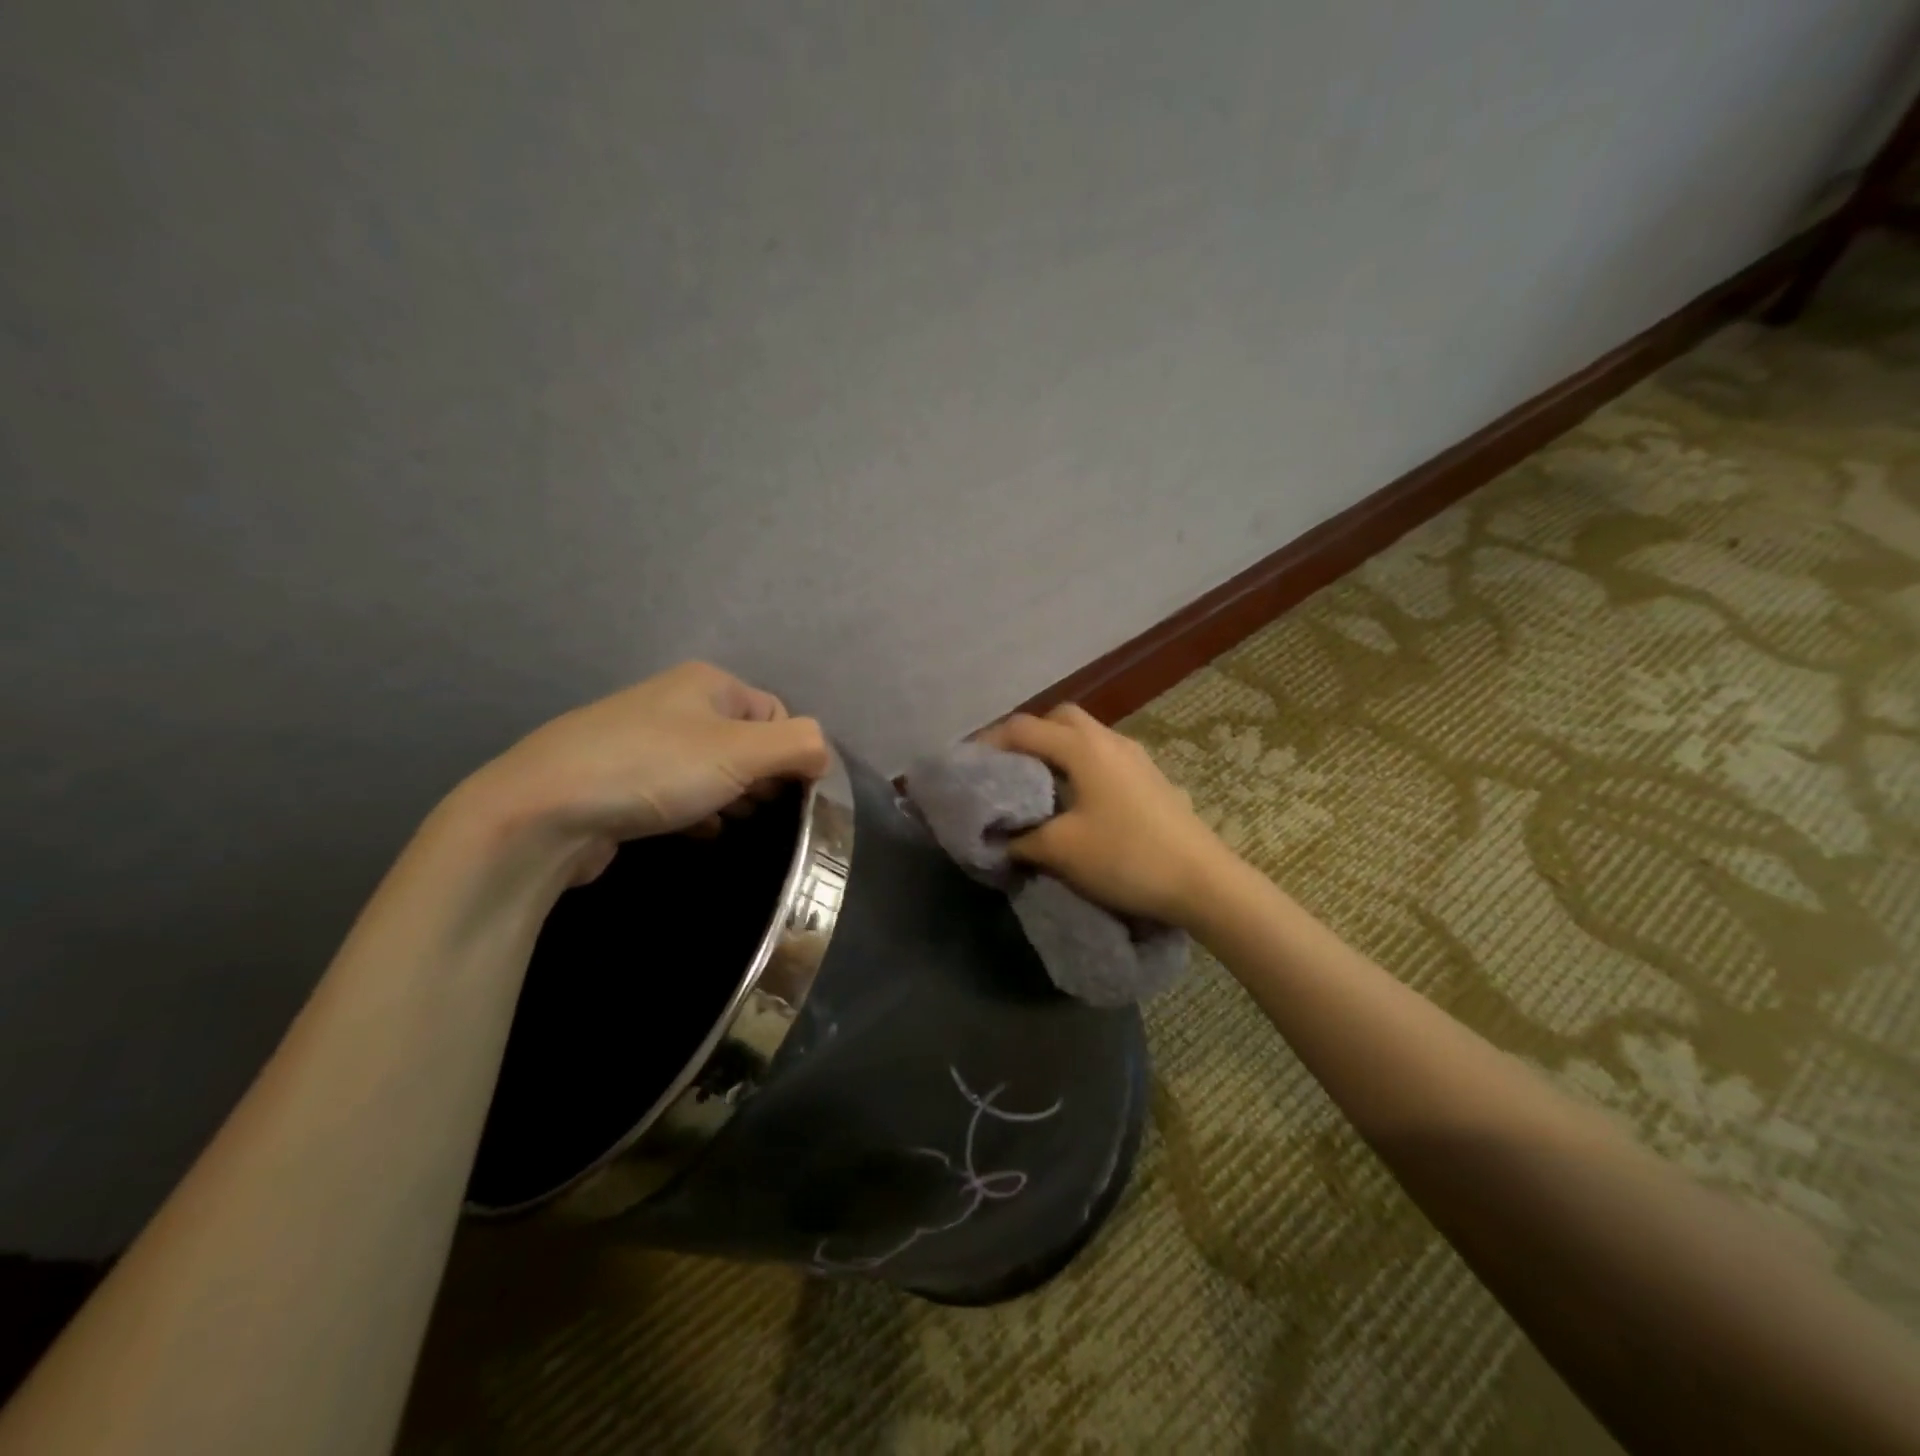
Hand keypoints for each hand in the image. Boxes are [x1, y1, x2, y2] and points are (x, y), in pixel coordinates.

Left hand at [456, 661, 830, 886]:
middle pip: (745, 742)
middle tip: (755, 810)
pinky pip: (677, 791)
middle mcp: (675, 702)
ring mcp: (643, 740)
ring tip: (727, 824)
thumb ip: (799, 745)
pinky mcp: (620, 779)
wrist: (543, 810)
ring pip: (711, 770)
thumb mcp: (741, 752)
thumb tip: (823, 754)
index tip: (785, 794)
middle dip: (760, 780)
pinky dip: (695, 811)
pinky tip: (695, 833)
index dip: (790, 755)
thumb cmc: (654, 769)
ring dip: (729, 799)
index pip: (776, 714)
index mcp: (708, 684)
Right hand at [978, 704, 1226, 925]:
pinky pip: (1105, 757)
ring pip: (1086, 736)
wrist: (1203, 881)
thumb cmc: (1126, 857)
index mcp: (1083, 748)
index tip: (968, 766)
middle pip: (1059, 719)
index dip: (989, 742)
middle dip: (1028, 736)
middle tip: (1008, 768)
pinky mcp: (1152, 778)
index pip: (1023, 728)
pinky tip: (1079, 801)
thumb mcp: (1061, 850)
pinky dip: (1081, 766)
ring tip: (1039, 785)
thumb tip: (999, 838)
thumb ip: (1021, 839)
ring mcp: (1136, 757)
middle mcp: (1110, 740)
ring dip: (1058, 750)